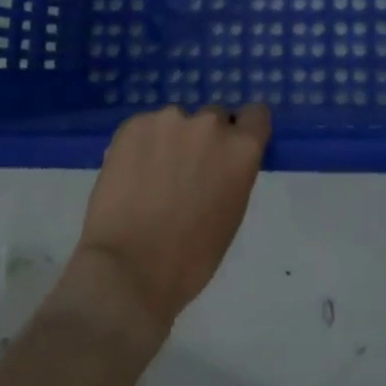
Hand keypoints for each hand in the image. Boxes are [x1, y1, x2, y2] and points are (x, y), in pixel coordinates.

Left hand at [75, 103, 270, 338]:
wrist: (129, 270)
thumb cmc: (190, 258)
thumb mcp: (231, 213)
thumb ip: (232, 174)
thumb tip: (219, 164)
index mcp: (241, 149)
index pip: (256, 115)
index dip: (244, 129)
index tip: (231, 147)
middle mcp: (210, 124)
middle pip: (214, 117)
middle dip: (204, 139)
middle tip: (186, 170)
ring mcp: (169, 120)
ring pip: (176, 122)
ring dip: (170, 140)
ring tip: (151, 176)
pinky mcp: (133, 124)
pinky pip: (145, 127)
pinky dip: (141, 145)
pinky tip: (130, 175)